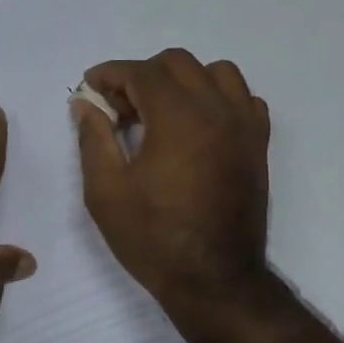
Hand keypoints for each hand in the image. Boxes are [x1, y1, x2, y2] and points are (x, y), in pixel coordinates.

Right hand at [74, 48, 270, 305]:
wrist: (213, 279)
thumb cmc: (152, 238)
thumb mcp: (105, 191)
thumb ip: (93, 138)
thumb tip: (86, 103)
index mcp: (178, 117)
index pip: (141, 72)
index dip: (109, 74)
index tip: (89, 88)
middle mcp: (217, 109)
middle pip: (178, 63)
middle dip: (141, 75)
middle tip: (119, 108)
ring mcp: (244, 125)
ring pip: (216, 73)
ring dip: (182, 81)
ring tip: (160, 113)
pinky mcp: (258, 145)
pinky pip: (243, 99)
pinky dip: (217, 99)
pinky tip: (196, 128)